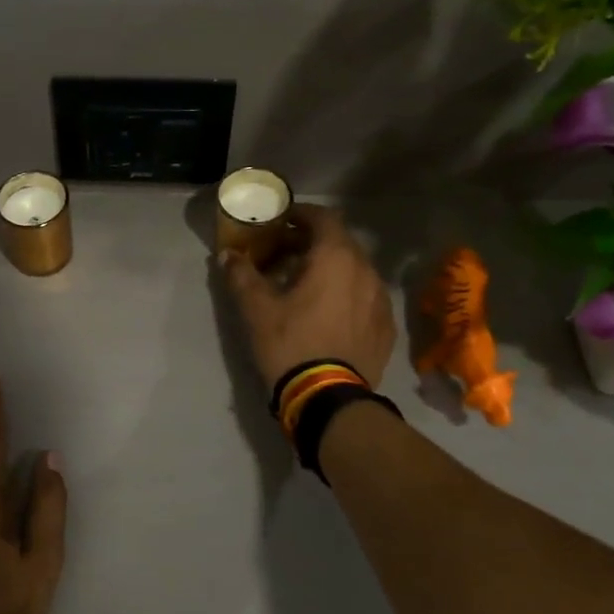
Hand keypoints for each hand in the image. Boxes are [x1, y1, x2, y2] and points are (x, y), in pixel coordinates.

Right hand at [218, 204, 396, 390]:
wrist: (328, 399)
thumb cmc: (290, 343)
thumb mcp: (256, 309)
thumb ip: (241, 275)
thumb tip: (227, 255)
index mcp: (336, 258)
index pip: (324, 217)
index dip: (301, 214)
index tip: (281, 222)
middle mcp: (366, 271)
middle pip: (341, 243)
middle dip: (312, 243)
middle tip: (285, 256)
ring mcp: (381, 300)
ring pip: (355, 271)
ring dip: (331, 270)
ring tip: (306, 287)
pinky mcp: (386, 327)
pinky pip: (365, 298)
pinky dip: (346, 295)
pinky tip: (328, 314)